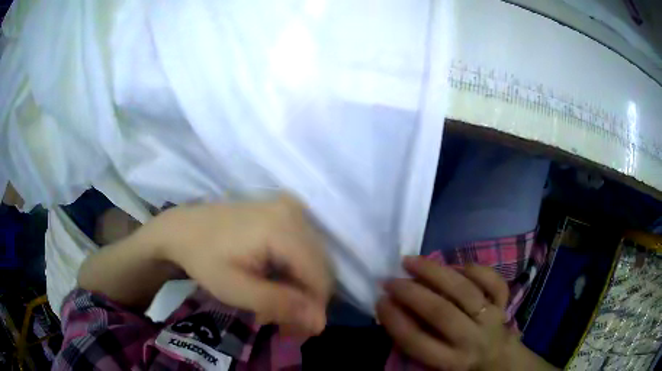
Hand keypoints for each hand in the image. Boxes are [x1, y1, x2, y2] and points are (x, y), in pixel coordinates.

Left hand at [152, 195, 332, 336]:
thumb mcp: (236, 289)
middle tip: (287, 322)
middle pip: (321, 267)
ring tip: (278, 304)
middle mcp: (294, 212)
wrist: (183, 227)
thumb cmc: (204, 259)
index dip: (315, 308)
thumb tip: (321, 323)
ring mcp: (291, 208)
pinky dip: (297, 270)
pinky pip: (306, 247)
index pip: (319, 277)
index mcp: (282, 228)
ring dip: (303, 286)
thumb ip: (280, 305)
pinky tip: (278, 281)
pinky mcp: (286, 209)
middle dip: (308, 299)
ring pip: (315, 259)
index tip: (299, 331)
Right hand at [377, 258, 521, 370]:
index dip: (395, 320)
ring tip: (411, 261)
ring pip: (465, 291)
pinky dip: (474, 270)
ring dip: (435, 273)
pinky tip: (455, 265)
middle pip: (442, 313)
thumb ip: (416, 338)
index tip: (379, 300)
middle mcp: (472, 339)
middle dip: (412, 293)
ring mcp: (491, 318)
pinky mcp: (503, 303)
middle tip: (390, 280)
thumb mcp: (435, 359)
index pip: (418, 341)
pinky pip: (493, 281)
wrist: (496, 357)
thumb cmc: (457, 360)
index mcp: (451, 361)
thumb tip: (391, 306)